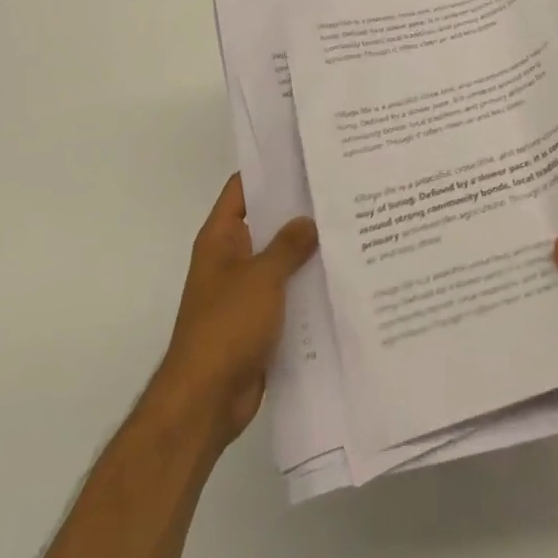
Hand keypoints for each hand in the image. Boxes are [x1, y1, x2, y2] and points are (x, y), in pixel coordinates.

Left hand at [152, 174, 317, 451]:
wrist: (206, 401)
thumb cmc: (226, 327)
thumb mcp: (262, 277)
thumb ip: (289, 245)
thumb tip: (310, 220)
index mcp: (221, 239)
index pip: (244, 189)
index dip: (270, 170)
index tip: (305, 155)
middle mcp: (232, 259)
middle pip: (268, 222)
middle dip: (299, 210)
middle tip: (341, 189)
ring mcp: (246, 291)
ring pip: (282, 259)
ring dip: (308, 250)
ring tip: (351, 226)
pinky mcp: (261, 321)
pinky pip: (288, 292)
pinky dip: (309, 285)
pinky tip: (342, 275)